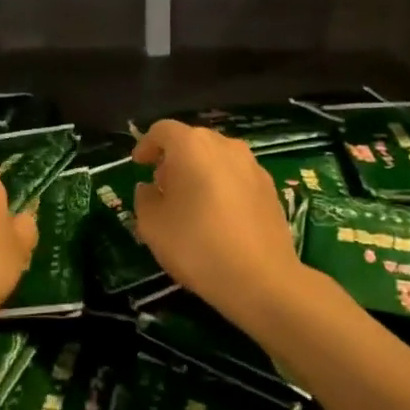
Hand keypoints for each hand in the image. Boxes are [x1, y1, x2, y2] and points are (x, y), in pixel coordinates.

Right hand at [132, 121, 305, 322]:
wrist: (261, 278)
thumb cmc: (196, 245)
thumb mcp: (152, 225)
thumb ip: (145, 199)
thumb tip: (150, 188)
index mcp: (192, 146)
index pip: (163, 130)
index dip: (146, 145)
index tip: (138, 165)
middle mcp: (226, 146)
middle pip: (193, 141)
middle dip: (174, 159)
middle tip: (162, 187)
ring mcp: (253, 166)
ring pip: (218, 158)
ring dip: (200, 172)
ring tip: (190, 203)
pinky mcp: (271, 188)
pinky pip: (237, 177)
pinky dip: (222, 186)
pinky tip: (218, 217)